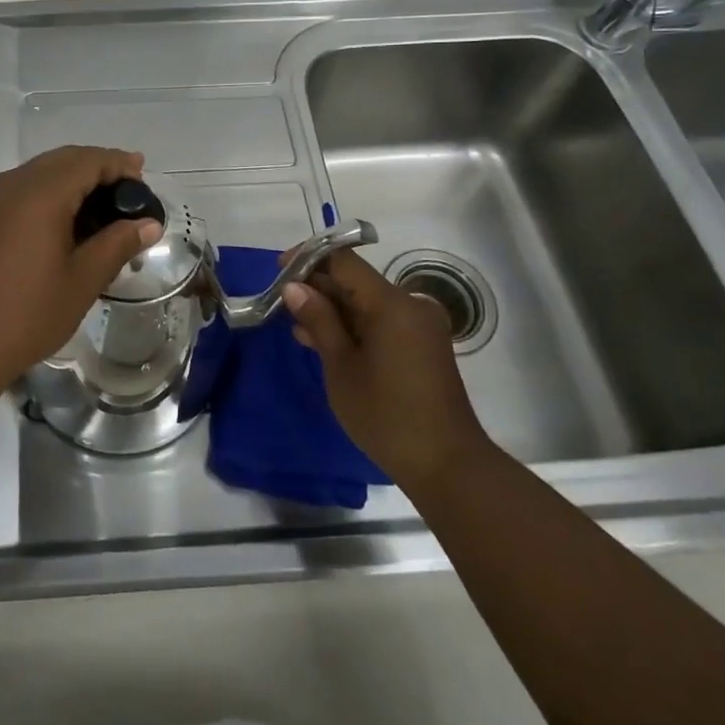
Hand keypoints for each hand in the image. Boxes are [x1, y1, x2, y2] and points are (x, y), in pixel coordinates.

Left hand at [0, 146, 162, 388]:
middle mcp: (11, 184)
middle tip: (127, 188)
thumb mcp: (82, 281)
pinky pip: (20, 189)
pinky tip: (63, 220)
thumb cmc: (26, 314)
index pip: (86, 161)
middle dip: (96, 167)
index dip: (117, 163)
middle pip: (61, 160)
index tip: (142, 172)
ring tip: (101, 204)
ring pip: (38, 172)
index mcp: (39, 194)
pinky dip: (47, 192)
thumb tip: (149, 224)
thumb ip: (117, 244)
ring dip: (71, 179)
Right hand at [283, 249, 490, 486]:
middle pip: (356, 280)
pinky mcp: (422, 344)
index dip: (309, 259)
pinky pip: (381, 321)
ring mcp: (419, 325)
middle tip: (282, 304)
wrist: (447, 465)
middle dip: (318, 287)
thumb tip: (293, 287)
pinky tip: (325, 341)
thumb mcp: (341, 367)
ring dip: (333, 309)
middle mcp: (410, 305)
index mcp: (392, 304)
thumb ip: (318, 321)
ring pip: (367, 302)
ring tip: (297, 326)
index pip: (344, 262)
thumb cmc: (386, 415)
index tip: (278, 270)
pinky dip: (354, 326)